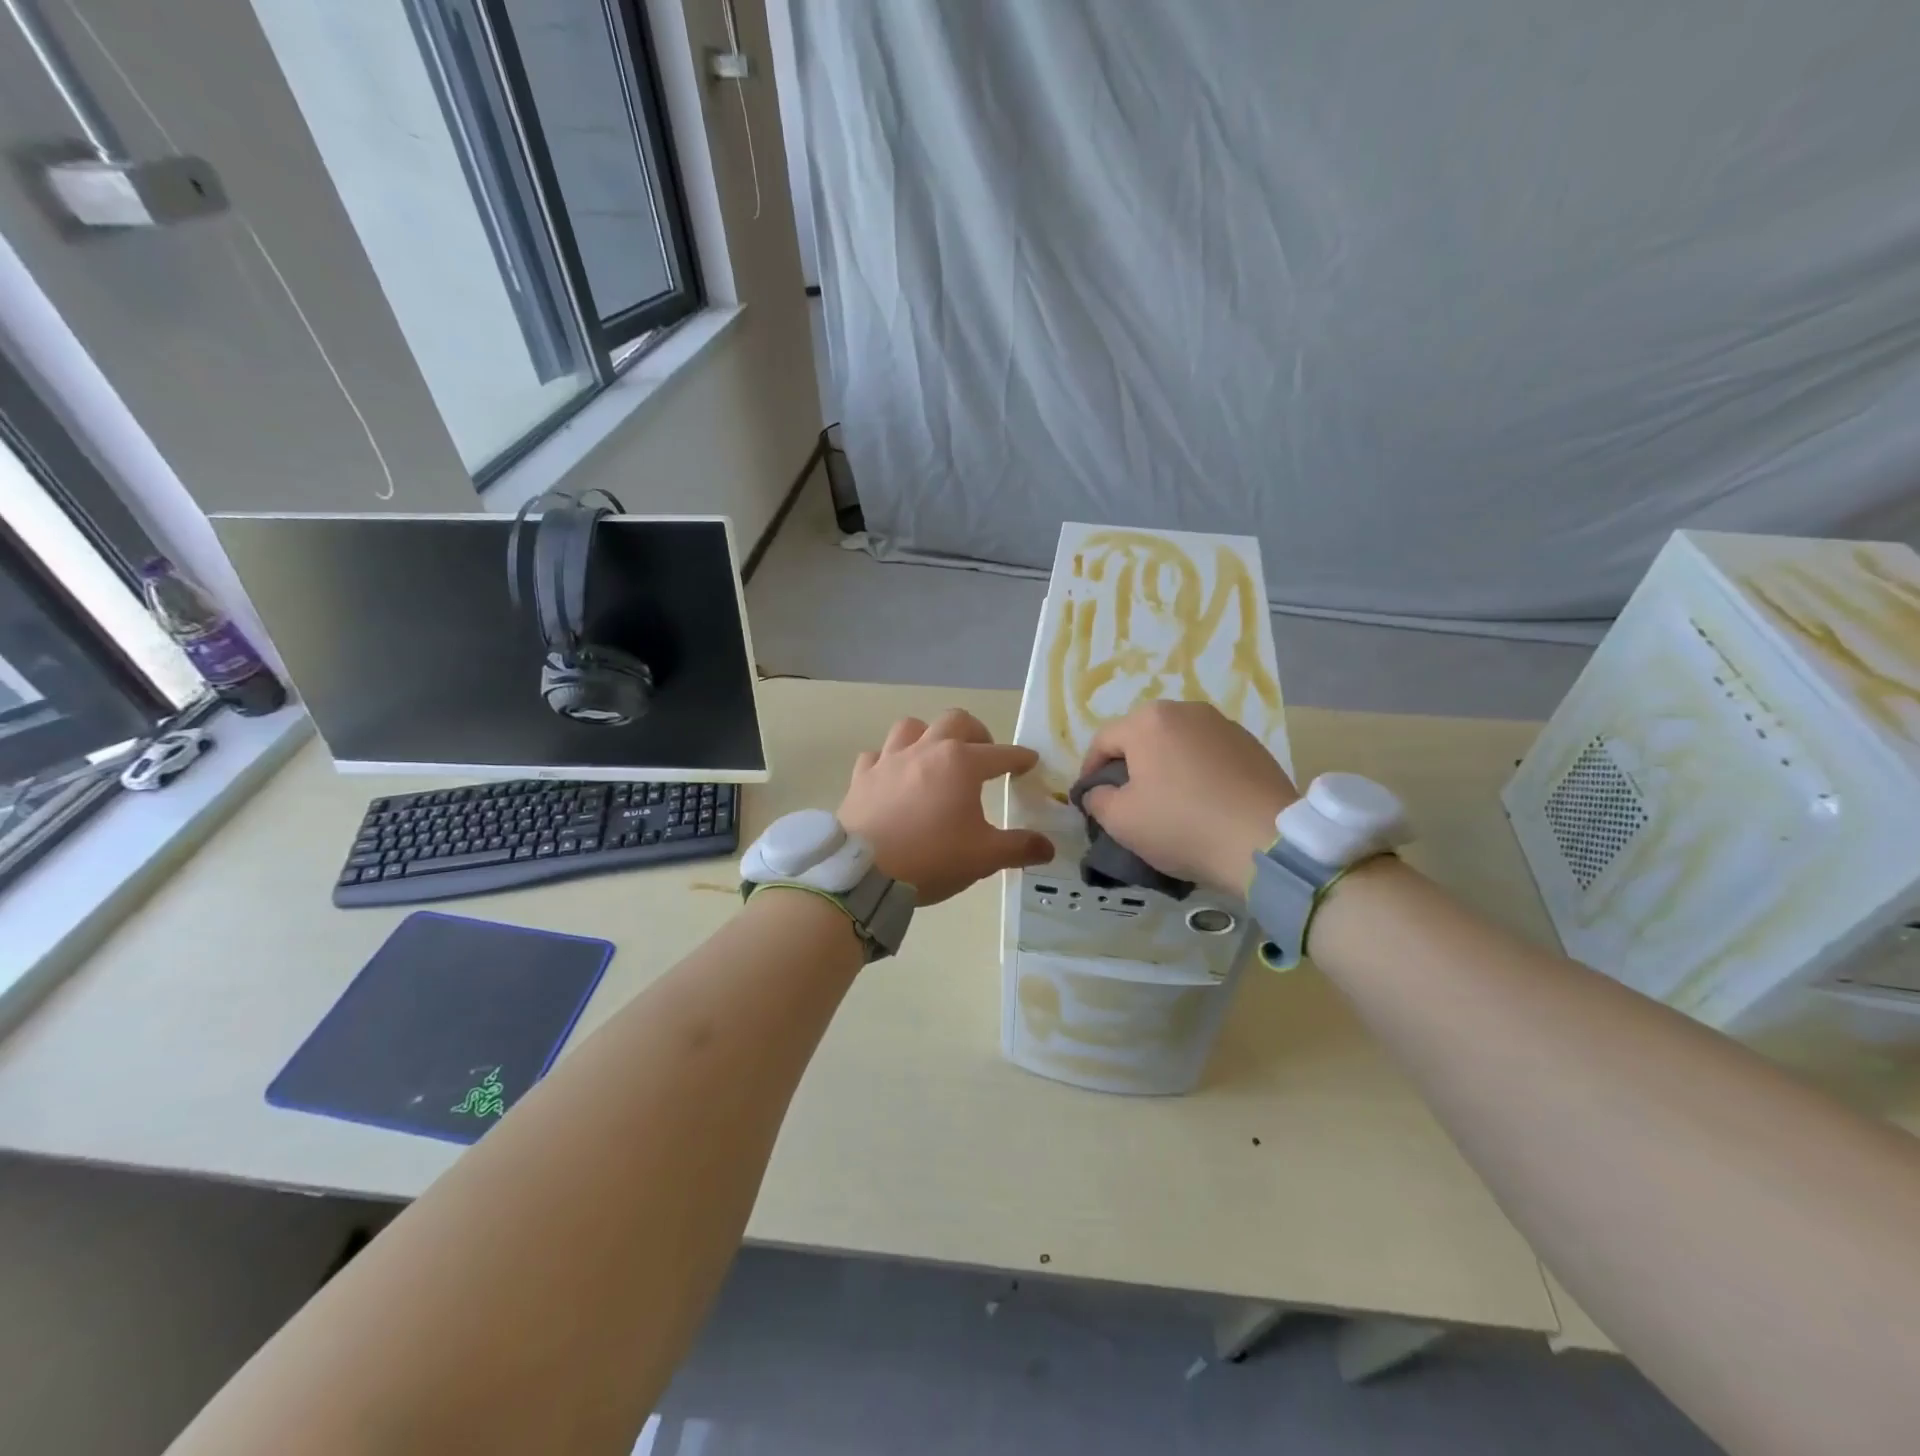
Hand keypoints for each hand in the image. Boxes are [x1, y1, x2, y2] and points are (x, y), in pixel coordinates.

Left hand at [838, 709, 1053, 905]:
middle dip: (976, 732)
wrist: (863, 872)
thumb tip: (1047, 846)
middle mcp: (926, 750)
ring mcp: (889, 760)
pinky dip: (888, 760)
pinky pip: (876, 755)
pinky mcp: (862, 776)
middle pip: (955, 721)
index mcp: (961, 763)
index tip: (1030, 762)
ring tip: (936, 755)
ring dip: (928, 735)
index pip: (1001, 753)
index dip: (1019, 758)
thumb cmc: (931, 858)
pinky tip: (893, 776)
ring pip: (911, 727)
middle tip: (983, 753)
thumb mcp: (984, 857)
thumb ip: (1019, 848)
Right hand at [1079, 701, 1298, 893]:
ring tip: (1167, 800)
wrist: (1264, 841)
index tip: (1090, 799)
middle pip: (1142, 736)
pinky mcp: (1252, 744)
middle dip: (1129, 764)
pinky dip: (1197, 771)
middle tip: (1127, 799)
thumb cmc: (1181, 825)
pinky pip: (1209, 753)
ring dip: (1165, 765)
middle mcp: (1185, 711)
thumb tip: (1098, 791)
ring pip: (1177, 742)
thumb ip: (1097, 799)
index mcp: (1148, 722)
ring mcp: (1223, 724)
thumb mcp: (1121, 820)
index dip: (1090, 771)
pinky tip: (1202, 800)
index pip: (1103, 741)